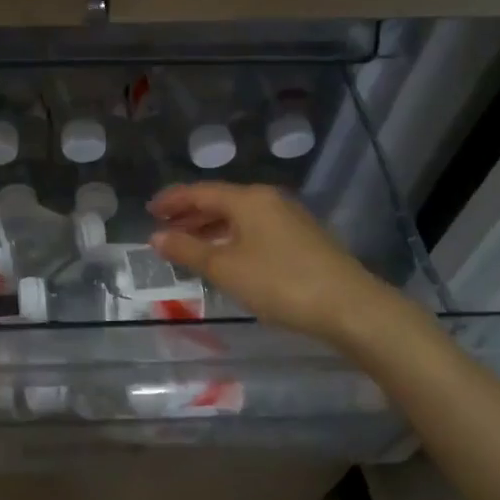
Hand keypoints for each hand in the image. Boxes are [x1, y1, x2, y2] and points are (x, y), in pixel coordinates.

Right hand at [148, 183, 400, 346]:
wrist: (350, 307)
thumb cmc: (280, 282)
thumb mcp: (225, 268)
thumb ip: (187, 250)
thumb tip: (156, 237)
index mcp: (248, 199)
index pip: (199, 192)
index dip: (172, 200)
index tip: (149, 211)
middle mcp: (268, 200)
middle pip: (220, 201)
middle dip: (190, 215)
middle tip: (164, 229)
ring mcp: (289, 218)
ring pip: (239, 217)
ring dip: (210, 228)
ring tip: (189, 246)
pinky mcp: (303, 239)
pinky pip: (255, 230)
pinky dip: (232, 238)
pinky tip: (226, 257)